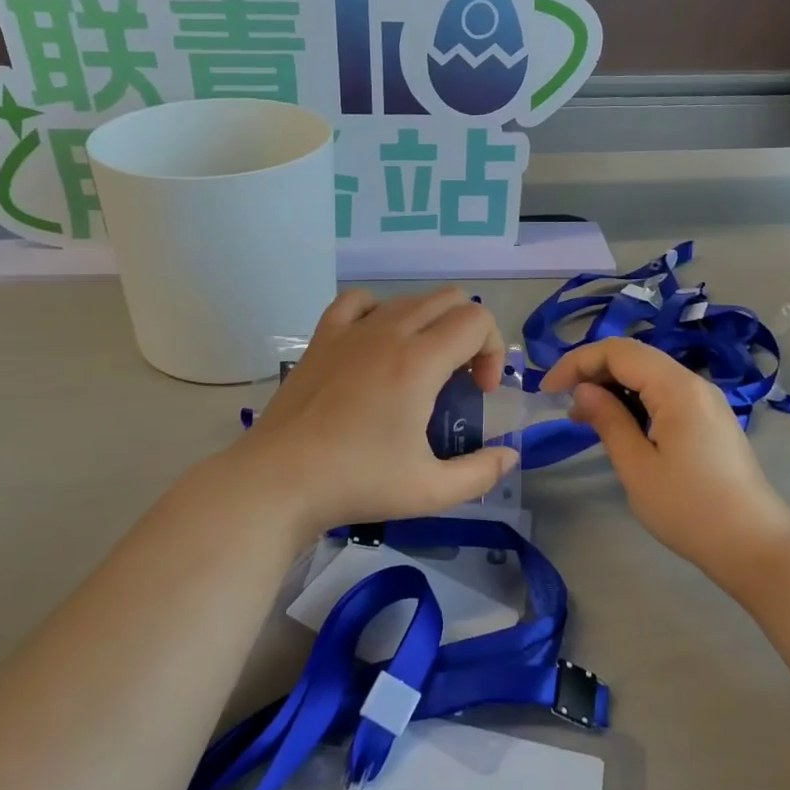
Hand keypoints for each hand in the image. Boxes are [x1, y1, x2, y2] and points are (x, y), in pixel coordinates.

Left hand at [233, 287, 517, 534]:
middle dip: (469, 333)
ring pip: (408, 299)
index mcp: (419, 361)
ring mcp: (350, 330)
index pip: (477, 319)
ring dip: (430, 324)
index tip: (480, 393)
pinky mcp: (321, 337)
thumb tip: (510, 456)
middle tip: (459, 381)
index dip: (492, 351)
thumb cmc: (356, 482)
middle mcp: (388, 332)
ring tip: (421, 369)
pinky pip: (358, 301)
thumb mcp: (430, 490)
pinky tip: (376, 343)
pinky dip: (379, 312)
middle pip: (449, 299)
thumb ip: (480, 473)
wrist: (279, 480)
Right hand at [540, 338, 789, 583]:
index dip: (577, 362)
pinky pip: (665, 393)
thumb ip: (608, 421)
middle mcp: (694, 383)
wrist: (755, 546)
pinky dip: (635, 399)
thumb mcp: (638, 467)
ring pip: (650, 374)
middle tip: (563, 403)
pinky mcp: (710, 419)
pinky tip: (619, 425)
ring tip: (584, 416)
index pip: (618, 352)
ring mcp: (706, 400)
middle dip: (593, 370)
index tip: (547, 390)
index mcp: (677, 388)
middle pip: (635, 357)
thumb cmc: (690, 509)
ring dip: (613, 385)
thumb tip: (583, 390)